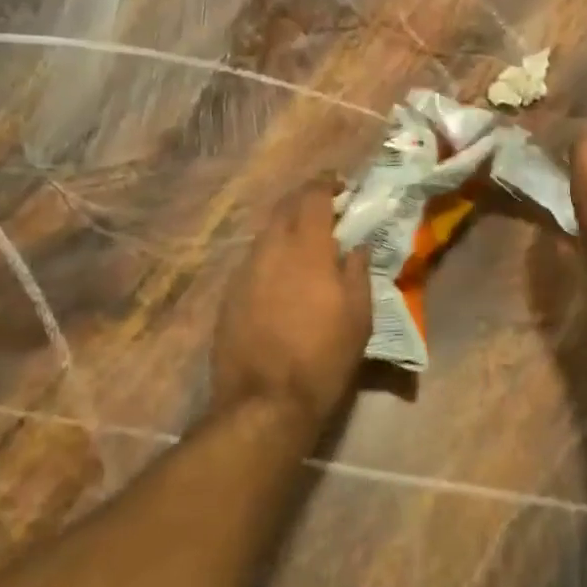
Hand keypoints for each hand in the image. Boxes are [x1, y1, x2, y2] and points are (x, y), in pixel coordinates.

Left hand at [213, 183, 371, 424]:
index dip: (326, 184)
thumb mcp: (358, 317)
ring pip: (265, 234)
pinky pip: (253, 261)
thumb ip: (357, 272)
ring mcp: (243, 271)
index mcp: (305, 248)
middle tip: (325, 210)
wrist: (264, 402)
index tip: (340, 185)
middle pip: (283, 208)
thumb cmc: (323, 357)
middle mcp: (269, 250)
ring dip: (285, 229)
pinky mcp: (228, 295)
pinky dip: (270, 256)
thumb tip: (356, 246)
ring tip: (304, 244)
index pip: (312, 197)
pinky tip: (281, 277)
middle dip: (304, 201)